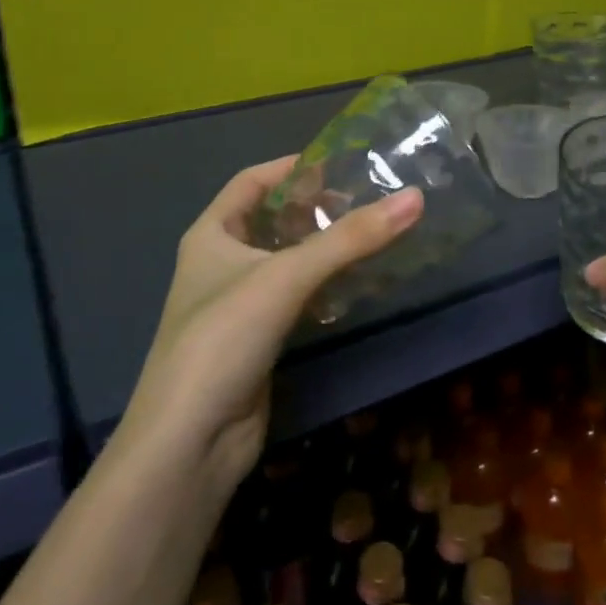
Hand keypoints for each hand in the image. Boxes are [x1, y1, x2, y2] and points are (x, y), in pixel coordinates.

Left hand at [123, 157, 423, 491]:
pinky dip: (325, 285)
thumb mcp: (286, 276)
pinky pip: (297, 297)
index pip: (252, 181)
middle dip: (317, 207)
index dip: (293, 167)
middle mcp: (222, 262)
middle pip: (274, 219)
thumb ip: (351, 238)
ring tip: (373, 233)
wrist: (190, 442)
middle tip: (369, 199)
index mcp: (211, 233)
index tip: (342, 162)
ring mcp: (240, 303)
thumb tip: (415, 198)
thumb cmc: (225, 337)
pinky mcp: (259, 339)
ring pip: (288, 260)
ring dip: (325, 247)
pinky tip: (358, 283)